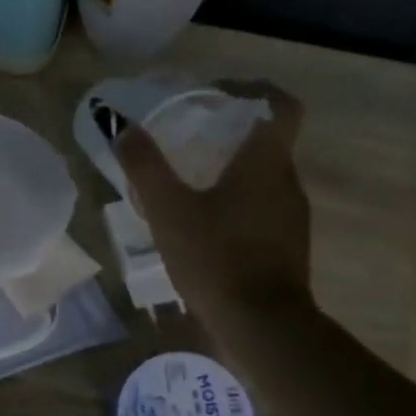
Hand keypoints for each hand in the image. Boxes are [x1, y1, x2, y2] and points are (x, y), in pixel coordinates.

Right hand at [114, 82, 313, 323]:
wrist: (262, 325)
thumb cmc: (216, 258)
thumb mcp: (169, 211)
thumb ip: (146, 167)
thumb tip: (124, 128)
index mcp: (266, 162)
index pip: (279, 105)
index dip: (252, 91)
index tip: (217, 95)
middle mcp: (287, 181)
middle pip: (268, 139)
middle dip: (231, 132)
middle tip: (190, 137)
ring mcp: (291, 215)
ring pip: (265, 175)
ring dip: (233, 169)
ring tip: (191, 181)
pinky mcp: (287, 244)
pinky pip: (263, 206)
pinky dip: (238, 201)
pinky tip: (205, 224)